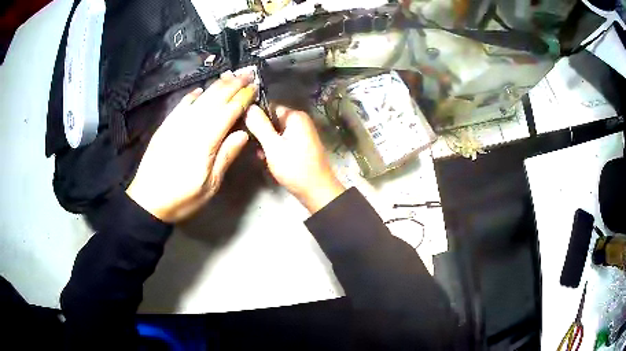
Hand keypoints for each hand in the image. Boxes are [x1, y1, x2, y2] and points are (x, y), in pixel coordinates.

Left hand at [126, 72, 256, 222]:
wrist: (147, 201)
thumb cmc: (181, 198)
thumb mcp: (210, 185)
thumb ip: (226, 156)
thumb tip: (243, 133)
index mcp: (205, 141)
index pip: (228, 112)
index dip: (243, 98)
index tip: (254, 87)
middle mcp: (191, 126)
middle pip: (215, 99)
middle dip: (233, 84)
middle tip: (247, 73)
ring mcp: (176, 124)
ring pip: (200, 98)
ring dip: (216, 85)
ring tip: (230, 75)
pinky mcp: (165, 126)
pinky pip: (181, 105)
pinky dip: (192, 95)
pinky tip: (200, 89)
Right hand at [245, 105, 344, 212]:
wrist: (316, 191)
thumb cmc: (295, 168)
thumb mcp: (273, 146)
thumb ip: (259, 125)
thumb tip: (248, 106)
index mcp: (295, 116)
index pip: (268, 107)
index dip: (255, 117)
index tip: (244, 129)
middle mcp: (300, 121)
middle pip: (271, 120)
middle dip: (261, 134)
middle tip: (254, 147)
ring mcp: (301, 134)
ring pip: (275, 133)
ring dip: (266, 144)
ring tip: (261, 156)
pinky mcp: (300, 146)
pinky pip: (282, 142)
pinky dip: (274, 149)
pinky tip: (268, 160)